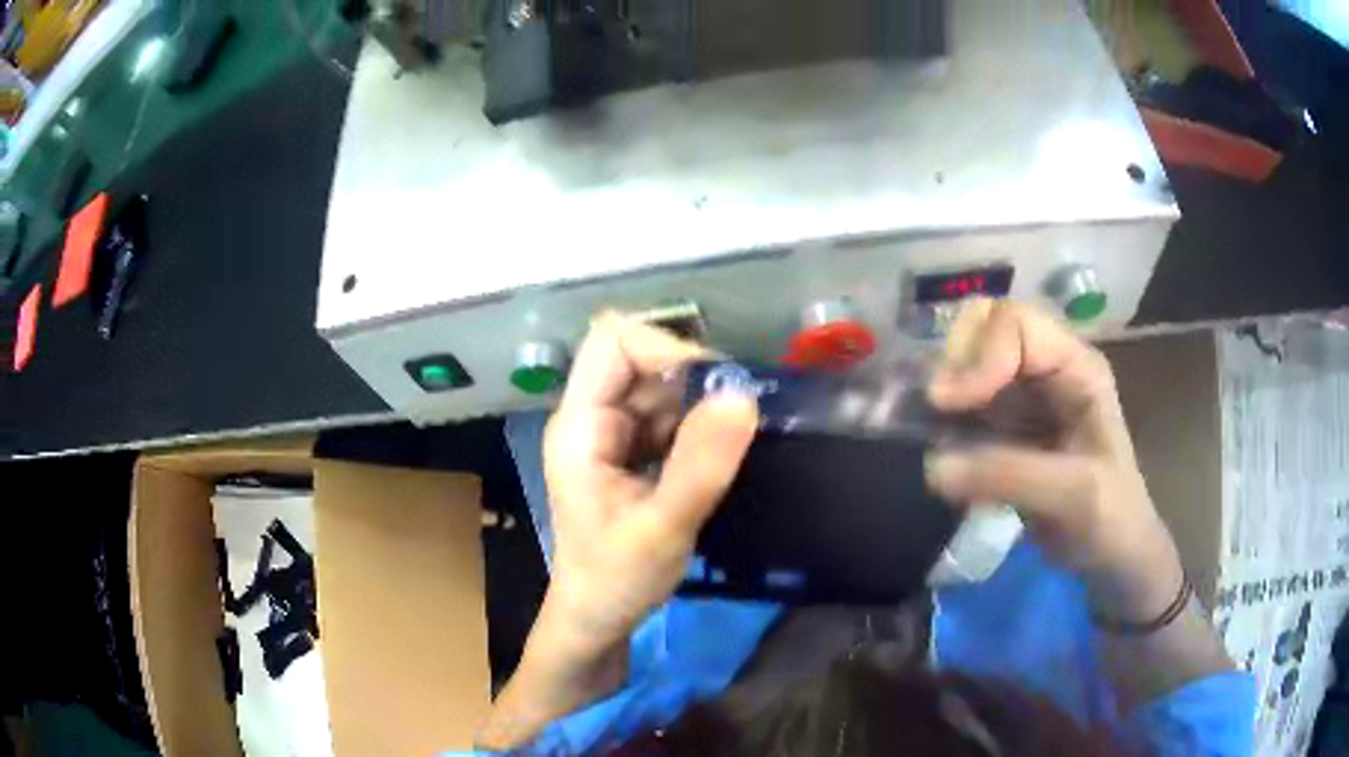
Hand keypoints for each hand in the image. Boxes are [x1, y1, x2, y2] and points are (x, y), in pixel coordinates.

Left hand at [538, 312, 758, 656]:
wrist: (596, 617)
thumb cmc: (616, 580)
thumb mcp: (662, 529)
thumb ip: (701, 465)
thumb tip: (743, 395)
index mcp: (580, 425)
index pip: (614, 343)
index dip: (666, 349)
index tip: (716, 388)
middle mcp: (593, 417)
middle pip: (642, 358)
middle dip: (693, 379)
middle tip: (736, 419)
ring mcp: (613, 433)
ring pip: (663, 386)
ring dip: (701, 403)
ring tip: (730, 444)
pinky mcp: (634, 450)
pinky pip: (672, 415)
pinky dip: (700, 424)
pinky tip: (718, 453)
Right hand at [924, 300, 1183, 623]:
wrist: (1109, 558)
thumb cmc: (1109, 518)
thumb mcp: (1072, 493)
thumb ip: (1009, 475)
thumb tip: (933, 466)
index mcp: (1075, 366)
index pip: (1015, 323)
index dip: (980, 354)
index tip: (947, 404)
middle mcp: (1046, 368)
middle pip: (985, 325)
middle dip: (956, 359)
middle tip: (937, 408)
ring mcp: (1023, 396)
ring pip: (969, 362)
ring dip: (944, 389)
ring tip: (927, 428)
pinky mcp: (1002, 428)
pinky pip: (963, 405)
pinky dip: (942, 419)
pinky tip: (938, 447)